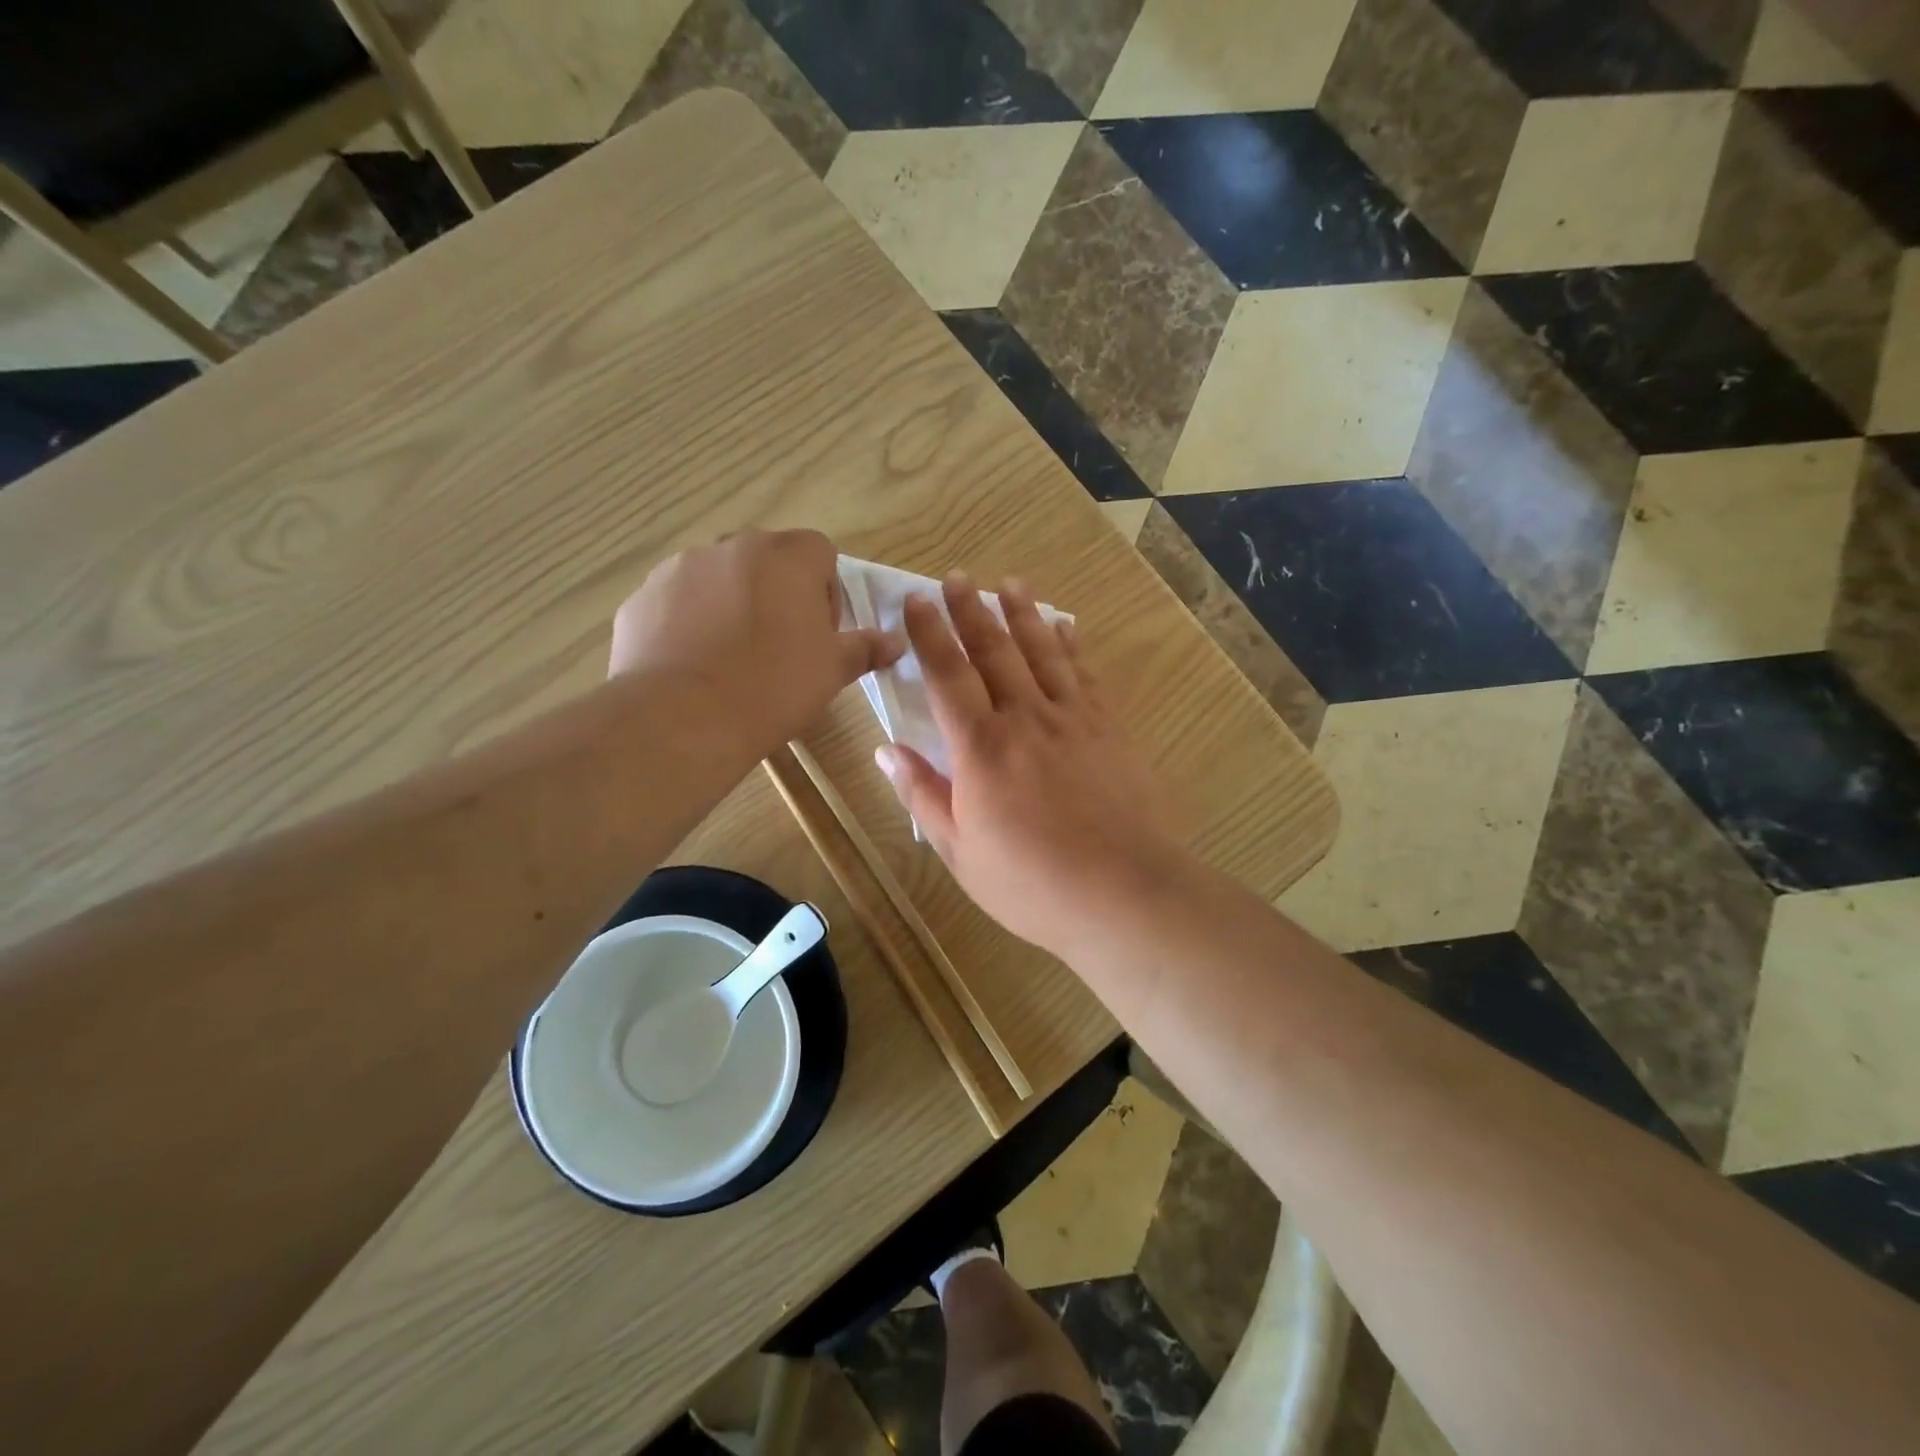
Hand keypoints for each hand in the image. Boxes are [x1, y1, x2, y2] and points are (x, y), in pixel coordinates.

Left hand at [610, 530, 900, 761]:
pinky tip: (694, 666)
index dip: (826, 590)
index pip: (819, 551)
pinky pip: (677, 602)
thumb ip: (864, 648)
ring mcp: (678, 569)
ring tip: (731, 659)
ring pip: (718, 578)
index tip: (819, 633)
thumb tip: (896, 643)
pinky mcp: (642, 598)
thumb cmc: (773, 687)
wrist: (682, 718)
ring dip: (732, 605)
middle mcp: (730, 547)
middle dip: (778, 594)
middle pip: (766, 561)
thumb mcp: (831, 671)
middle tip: (779, 647)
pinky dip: (689, 623)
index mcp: (785, 557)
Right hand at [874, 573, 1191, 961]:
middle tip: (956, 577)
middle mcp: (1025, 718)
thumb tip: (886, 751)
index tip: (915, 601)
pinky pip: (1083, 673)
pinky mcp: (1108, 728)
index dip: (930, 634)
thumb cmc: (1031, 882)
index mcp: (980, 747)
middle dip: (971, 610)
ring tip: (1008, 583)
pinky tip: (1063, 626)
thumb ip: (923, 795)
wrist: (1122, 892)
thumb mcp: (960, 852)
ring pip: (1041, 651)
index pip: (948, 675)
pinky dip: (1069, 645)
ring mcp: (1072, 719)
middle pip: (994, 650)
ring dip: (1022, 613)